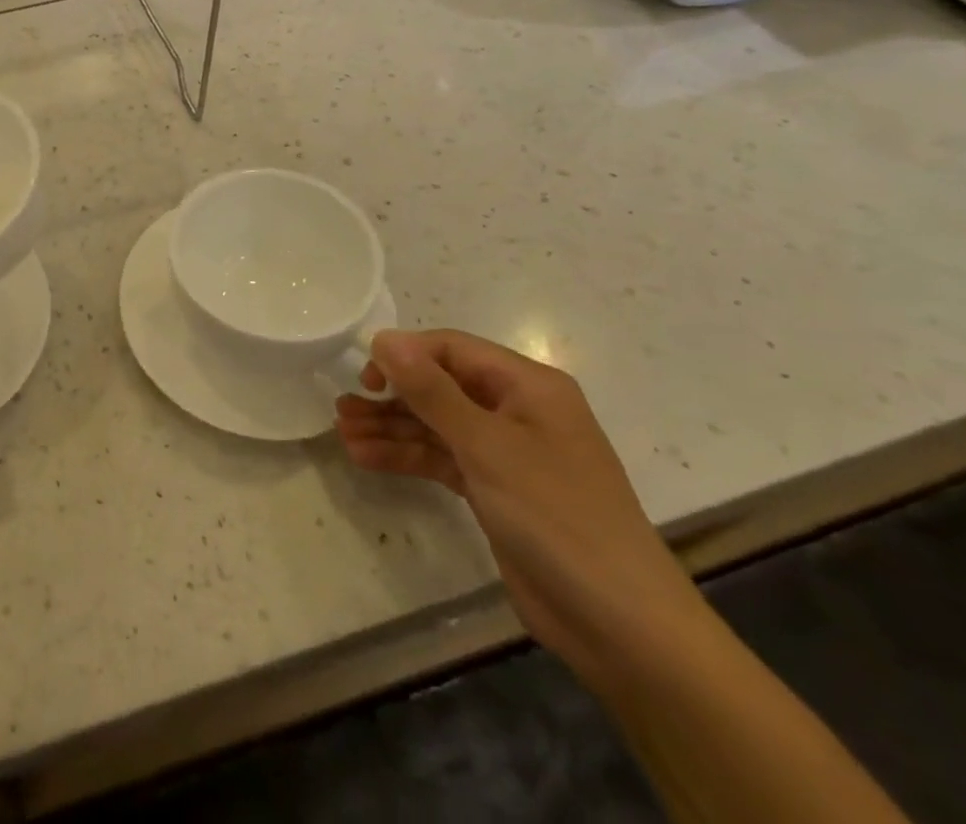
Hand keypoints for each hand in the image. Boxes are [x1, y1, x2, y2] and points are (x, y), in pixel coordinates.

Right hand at [336, 329, 704, 691]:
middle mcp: (516, 411)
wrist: (622, 627)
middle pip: (440, 387)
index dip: (406, 356)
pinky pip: (442, 459)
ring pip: (436, 425)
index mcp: (528, 386)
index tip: (366, 377)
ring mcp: (506, 453)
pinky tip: (366, 458)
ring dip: (391, 427)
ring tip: (343, 432)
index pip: (452, 349)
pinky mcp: (495, 491)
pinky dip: (407, 457)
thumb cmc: (557, 517)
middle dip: (391, 395)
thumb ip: (431, 390)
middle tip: (343, 407)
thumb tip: (384, 337)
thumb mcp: (487, 446)